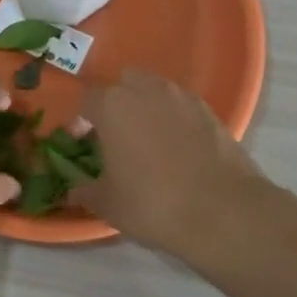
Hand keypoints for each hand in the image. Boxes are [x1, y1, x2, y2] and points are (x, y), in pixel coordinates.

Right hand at [76, 69, 267, 255]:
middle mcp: (145, 91)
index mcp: (112, 106)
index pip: (87, 100)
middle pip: (123, 84)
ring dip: (147, 106)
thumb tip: (72, 191)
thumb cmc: (153, 204)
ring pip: (155, 90)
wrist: (224, 212)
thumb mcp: (109, 204)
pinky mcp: (210, 111)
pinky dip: (175, 118)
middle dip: (116, 103)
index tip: (83, 142)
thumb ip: (86, 191)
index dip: (81, 120)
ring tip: (149, 139)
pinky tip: (179, 147)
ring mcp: (181, 98)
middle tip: (116, 135)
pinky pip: (182, 106)